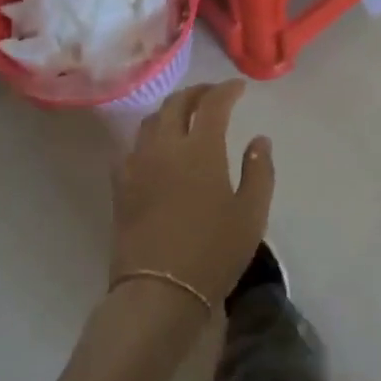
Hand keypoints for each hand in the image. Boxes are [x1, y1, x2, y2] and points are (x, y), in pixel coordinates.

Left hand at [111, 80, 274, 307]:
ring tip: (184, 117)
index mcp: (200, 148)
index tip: (239, 88)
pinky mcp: (121, 185)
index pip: (213, 103)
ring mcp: (138, 163)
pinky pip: (133, 147)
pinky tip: (156, 149)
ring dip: (171, 110)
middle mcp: (166, 146)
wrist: (158, 292)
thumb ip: (259, 171)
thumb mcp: (251, 215)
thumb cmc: (212, 253)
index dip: (227, 90)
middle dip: (196, 92)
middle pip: (177, 103)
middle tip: (212, 95)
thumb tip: (259, 139)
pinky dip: (149, 137)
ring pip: (151, 120)